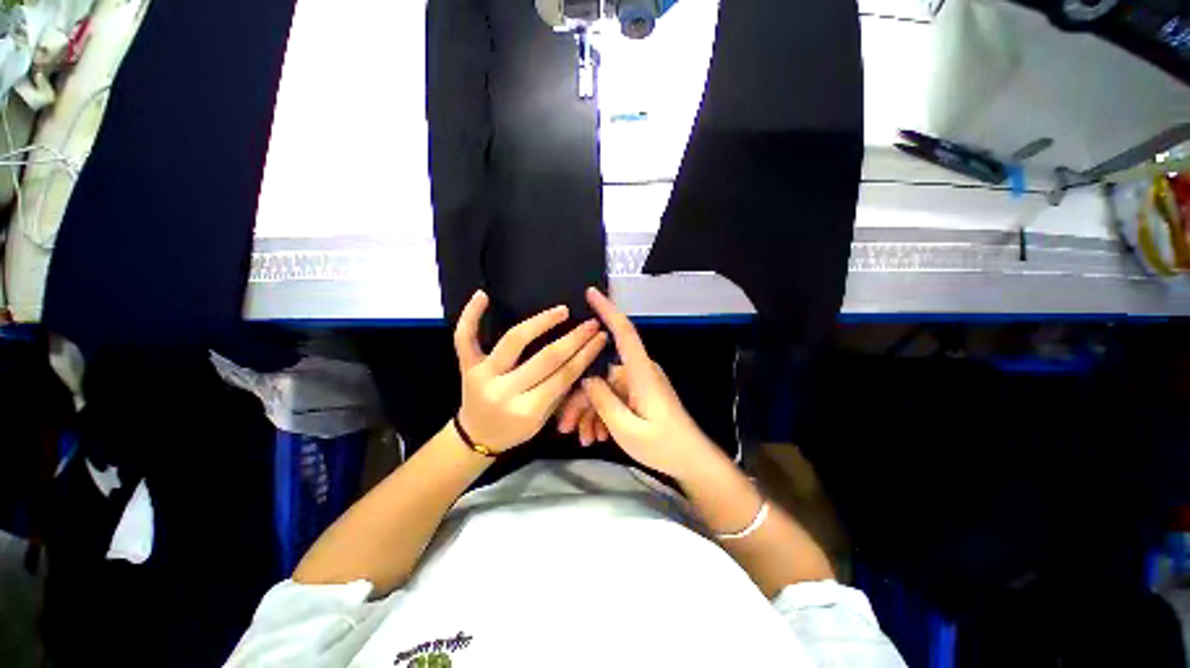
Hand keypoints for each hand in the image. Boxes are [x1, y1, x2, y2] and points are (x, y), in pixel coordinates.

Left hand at [454, 290, 607, 452]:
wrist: (476, 436)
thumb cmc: (514, 430)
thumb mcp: (543, 420)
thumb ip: (561, 391)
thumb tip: (582, 358)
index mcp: (527, 411)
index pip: (564, 376)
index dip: (586, 354)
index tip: (600, 336)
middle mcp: (504, 391)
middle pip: (546, 358)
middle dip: (574, 338)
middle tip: (591, 323)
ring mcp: (481, 375)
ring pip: (513, 340)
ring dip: (541, 322)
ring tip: (562, 310)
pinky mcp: (466, 365)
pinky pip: (464, 337)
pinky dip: (471, 315)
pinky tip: (483, 295)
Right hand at [575, 288, 717, 479]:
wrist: (690, 461)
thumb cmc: (663, 446)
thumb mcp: (626, 429)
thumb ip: (603, 401)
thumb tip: (586, 379)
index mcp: (640, 372)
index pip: (624, 331)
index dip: (608, 310)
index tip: (591, 292)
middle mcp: (638, 372)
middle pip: (601, 372)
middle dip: (581, 398)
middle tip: (565, 426)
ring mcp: (638, 383)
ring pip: (604, 388)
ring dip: (590, 412)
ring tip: (583, 438)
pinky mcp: (638, 394)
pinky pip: (613, 397)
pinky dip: (602, 414)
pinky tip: (595, 436)